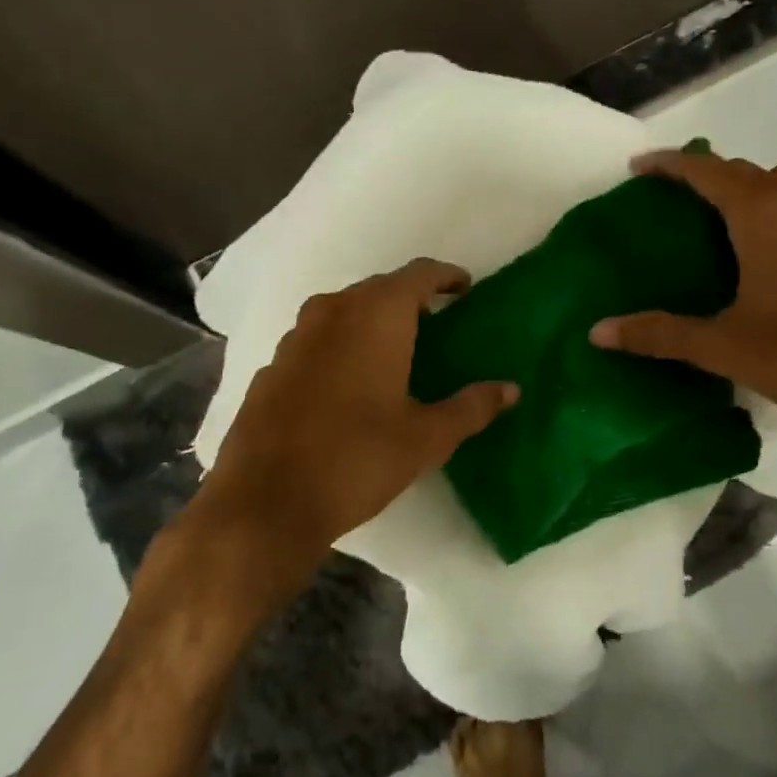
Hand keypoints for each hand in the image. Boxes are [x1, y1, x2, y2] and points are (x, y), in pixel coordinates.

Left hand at [197, 258, 517, 586]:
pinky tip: (348, 382)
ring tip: (395, 350)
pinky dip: (340, 345)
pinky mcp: (272, 365)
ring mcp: (296, 337)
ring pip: (344, 311)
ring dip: (372, 320)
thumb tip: (510, 390)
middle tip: (437, 323)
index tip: (465, 288)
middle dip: (410, 299)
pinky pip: (317, 338)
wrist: (265, 502)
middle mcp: (333, 311)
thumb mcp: (426, 437)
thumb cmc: (358, 459)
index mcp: (376, 316)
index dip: (446, 277)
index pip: (419, 274)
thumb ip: (471, 407)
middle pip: (379, 288)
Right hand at [589, 151, 776, 435]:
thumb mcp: (722, 346)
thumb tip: (598, 332)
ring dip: (748, 185)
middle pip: (744, 170)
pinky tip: (765, 246)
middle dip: (705, 174)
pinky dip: (776, 206)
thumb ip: (659, 333)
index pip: (707, 171)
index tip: (640, 167)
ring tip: (720, 216)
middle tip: (673, 197)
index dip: (670, 164)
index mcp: (762, 218)